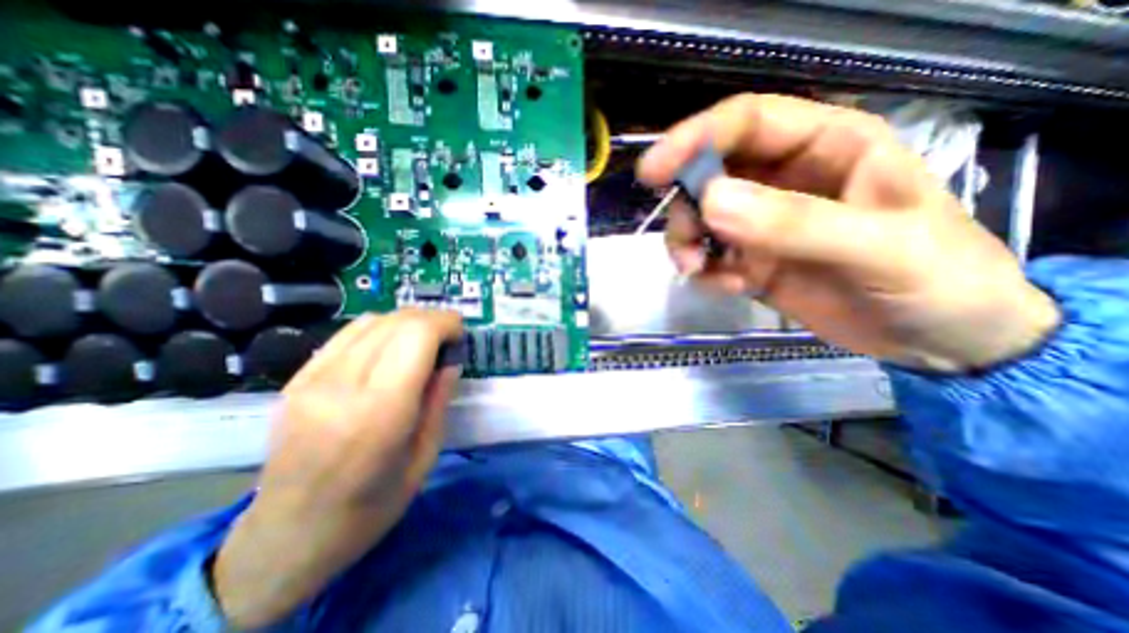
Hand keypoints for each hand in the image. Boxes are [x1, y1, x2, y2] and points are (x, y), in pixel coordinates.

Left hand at [211, 306, 462, 628]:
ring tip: (423, 340)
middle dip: (431, 319)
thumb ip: (439, 401)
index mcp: (381, 412)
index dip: (445, 323)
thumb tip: (451, 360)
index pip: (417, 336)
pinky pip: (347, 334)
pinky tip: (391, 347)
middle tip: (448, 336)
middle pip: (396, 322)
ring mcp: (312, 379)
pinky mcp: (297, 379)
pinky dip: (379, 330)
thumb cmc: (371, 506)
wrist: (288, 536)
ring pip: (371, 321)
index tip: (461, 333)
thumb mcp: (425, 457)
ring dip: (406, 321)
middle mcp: (343, 386)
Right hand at [638, 92, 1063, 371]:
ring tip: (704, 272)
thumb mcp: (878, 247)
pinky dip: (706, 273)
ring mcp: (762, 223)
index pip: (744, 123)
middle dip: (686, 210)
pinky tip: (732, 288)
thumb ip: (794, 222)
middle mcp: (784, 179)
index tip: (652, 172)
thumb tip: (710, 202)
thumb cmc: (936, 280)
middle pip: (708, 175)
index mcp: (825, 147)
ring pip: (700, 219)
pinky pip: (708, 257)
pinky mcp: (751, 260)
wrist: (939, 340)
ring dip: (689, 245)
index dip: (693, 139)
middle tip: (687, 249)